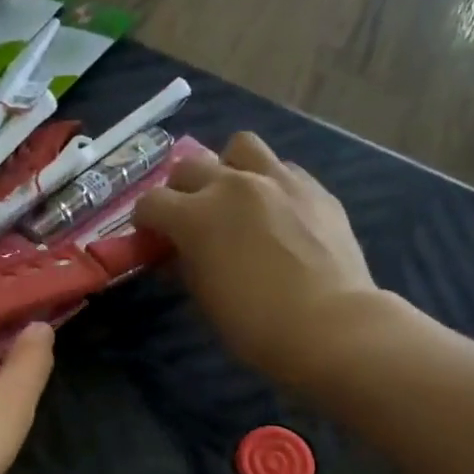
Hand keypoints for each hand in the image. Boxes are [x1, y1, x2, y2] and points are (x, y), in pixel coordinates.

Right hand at [136, 132, 385, 392]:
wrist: (328, 325)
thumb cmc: (254, 325)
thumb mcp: (205, 300)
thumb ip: (186, 267)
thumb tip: (177, 256)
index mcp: (197, 216)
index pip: (151, 203)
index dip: (144, 221)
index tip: (150, 238)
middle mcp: (233, 185)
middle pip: (189, 167)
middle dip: (179, 191)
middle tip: (188, 218)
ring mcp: (278, 180)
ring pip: (240, 147)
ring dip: (227, 168)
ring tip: (234, 197)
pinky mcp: (314, 188)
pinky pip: (282, 169)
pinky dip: (269, 183)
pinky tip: (275, 212)